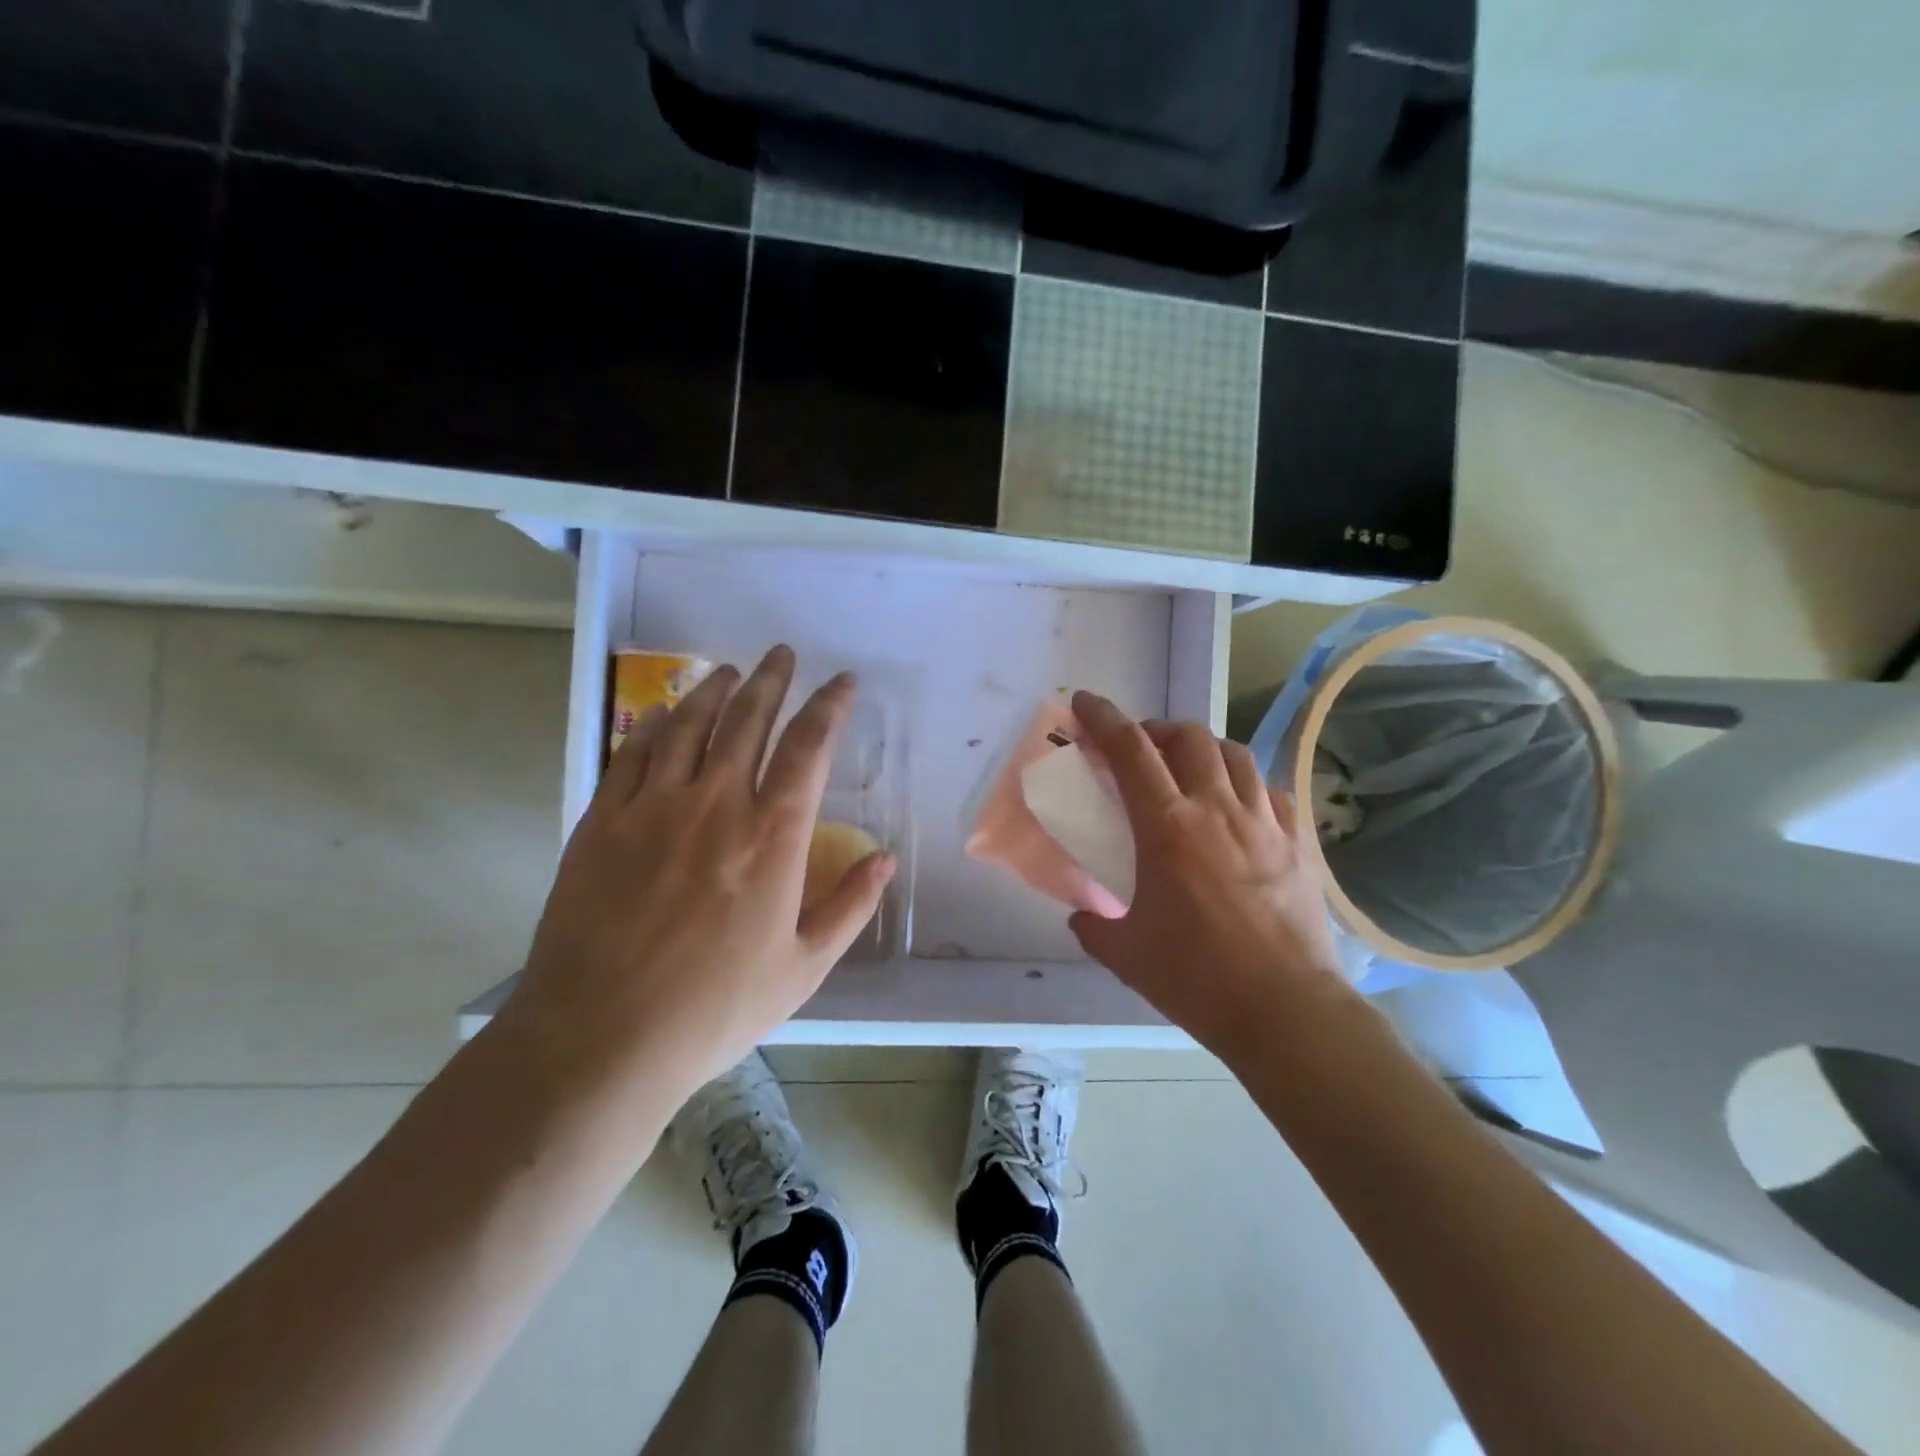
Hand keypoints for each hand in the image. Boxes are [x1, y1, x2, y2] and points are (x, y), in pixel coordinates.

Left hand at [504, 646, 894, 1105]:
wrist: (600, 1038)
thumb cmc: (714, 1009)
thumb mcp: (802, 969)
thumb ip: (850, 907)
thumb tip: (885, 859)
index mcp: (772, 838)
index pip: (808, 749)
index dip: (829, 707)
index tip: (842, 682)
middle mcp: (716, 806)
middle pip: (747, 721)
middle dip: (772, 681)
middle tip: (782, 653)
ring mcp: (652, 808)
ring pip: (688, 726)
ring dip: (714, 691)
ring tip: (731, 672)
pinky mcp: (602, 821)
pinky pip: (631, 754)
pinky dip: (652, 724)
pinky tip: (662, 712)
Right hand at [1067, 691, 1349, 1061]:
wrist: (1286, 1011)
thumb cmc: (1197, 979)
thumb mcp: (1125, 954)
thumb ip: (1094, 925)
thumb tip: (1082, 913)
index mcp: (1168, 828)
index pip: (1131, 751)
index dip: (1104, 718)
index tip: (1086, 703)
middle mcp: (1216, 809)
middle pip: (1187, 737)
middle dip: (1155, 728)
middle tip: (1138, 746)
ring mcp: (1264, 822)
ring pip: (1233, 753)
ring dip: (1202, 747)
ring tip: (1188, 766)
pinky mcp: (1297, 842)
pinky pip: (1269, 788)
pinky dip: (1244, 781)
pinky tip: (1237, 803)